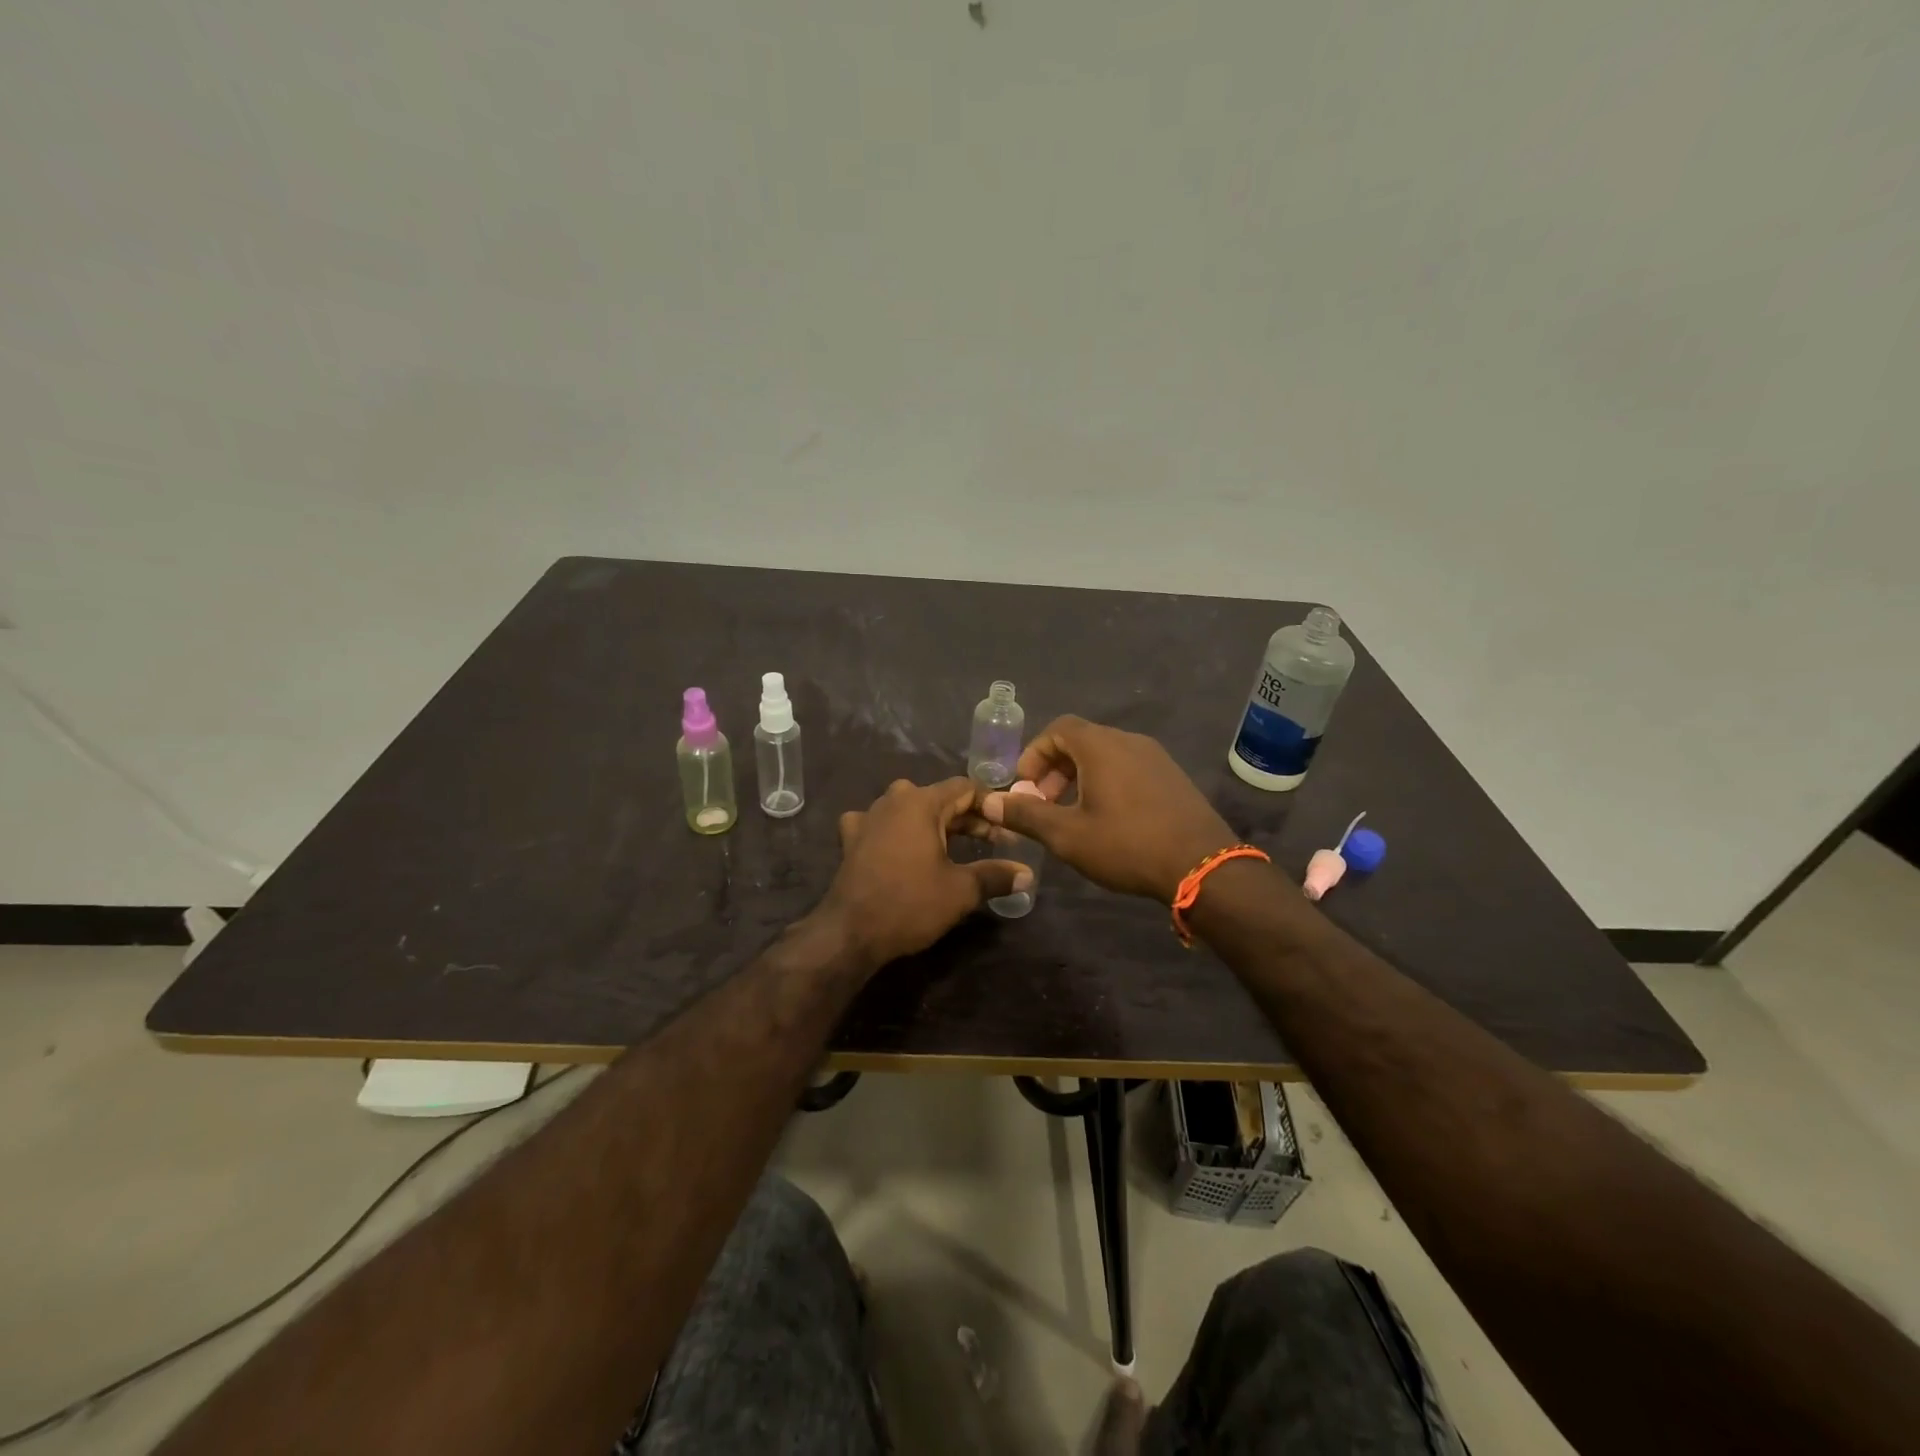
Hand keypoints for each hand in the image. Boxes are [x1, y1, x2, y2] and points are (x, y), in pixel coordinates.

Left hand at [819, 778, 1030, 970]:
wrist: (850, 932)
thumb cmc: (910, 903)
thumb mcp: (961, 890)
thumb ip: (996, 875)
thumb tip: (1028, 874)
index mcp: (921, 802)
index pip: (965, 788)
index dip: (991, 805)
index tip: (1009, 828)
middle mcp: (893, 799)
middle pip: (939, 798)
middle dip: (966, 818)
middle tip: (992, 843)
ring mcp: (867, 817)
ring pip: (909, 809)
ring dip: (933, 824)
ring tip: (953, 846)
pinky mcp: (851, 838)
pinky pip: (880, 824)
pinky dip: (897, 832)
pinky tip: (902, 847)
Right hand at [976, 716, 1235, 901]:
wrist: (1203, 865)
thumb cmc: (1127, 845)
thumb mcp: (1067, 835)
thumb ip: (1025, 815)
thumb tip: (989, 802)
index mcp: (1101, 746)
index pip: (1058, 729)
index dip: (1034, 754)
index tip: (1025, 787)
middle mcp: (1129, 741)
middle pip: (1081, 740)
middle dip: (1054, 769)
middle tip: (1044, 804)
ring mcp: (1156, 757)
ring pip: (1106, 754)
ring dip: (1080, 777)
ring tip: (1073, 814)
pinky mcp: (1172, 776)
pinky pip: (1129, 767)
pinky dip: (1107, 782)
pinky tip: (1108, 819)